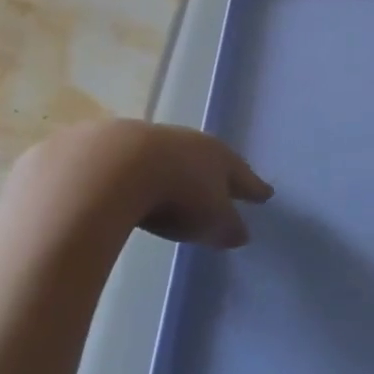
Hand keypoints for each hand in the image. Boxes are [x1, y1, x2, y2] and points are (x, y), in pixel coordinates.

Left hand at [8, 120, 272, 248]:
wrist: (110, 167)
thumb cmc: (176, 195)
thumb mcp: (211, 221)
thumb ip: (227, 227)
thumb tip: (240, 232)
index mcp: (216, 156)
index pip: (241, 174)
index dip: (253, 187)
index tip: (265, 194)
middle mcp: (185, 142)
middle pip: (205, 159)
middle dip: (211, 174)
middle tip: (219, 188)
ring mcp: (146, 140)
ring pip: (166, 157)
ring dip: (171, 171)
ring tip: (171, 188)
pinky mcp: (108, 147)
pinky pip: (130, 164)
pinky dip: (134, 175)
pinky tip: (127, 188)